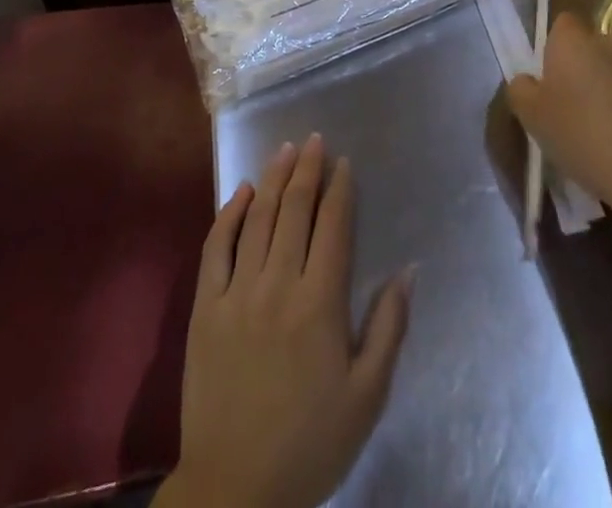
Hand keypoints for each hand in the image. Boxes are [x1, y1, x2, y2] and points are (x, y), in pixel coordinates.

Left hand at [158, 135, 412, 507]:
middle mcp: (278, 284)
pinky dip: (229, 213)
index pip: (333, 226)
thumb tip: (408, 269)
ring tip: (285, 149)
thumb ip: (389, 328)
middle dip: (307, 169)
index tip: (343, 162)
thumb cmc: (310, 443)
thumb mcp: (367, 396)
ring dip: (272, 178)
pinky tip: (241, 191)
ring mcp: (236, 292)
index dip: (339, 189)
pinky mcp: (204, 307)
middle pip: (295, 210)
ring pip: (257, 217)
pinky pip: (216, 246)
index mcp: (320, 303)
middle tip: (314, 139)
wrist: (234, 489)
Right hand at [507, 12, 611, 217]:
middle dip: (578, 69)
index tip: (546, 77)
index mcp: (574, 39)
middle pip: (587, 48)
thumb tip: (527, 80)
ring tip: (594, 130)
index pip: (561, 23)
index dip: (552, 46)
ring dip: (602, 90)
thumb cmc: (579, 133)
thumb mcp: (531, 115)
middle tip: (565, 105)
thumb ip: (520, 89)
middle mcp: (608, 44)